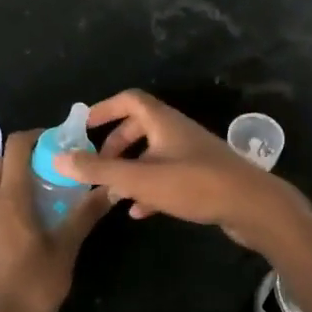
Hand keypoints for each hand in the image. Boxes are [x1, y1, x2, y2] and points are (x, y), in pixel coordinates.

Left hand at [0, 131, 106, 311]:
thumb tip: (114, 187)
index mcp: (10, 197)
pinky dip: (18, 194)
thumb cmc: (33, 285)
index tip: (65, 141)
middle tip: (65, 163)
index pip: (16, 144)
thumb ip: (86, 213)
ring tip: (57, 186)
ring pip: (2, 180)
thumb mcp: (66, 248)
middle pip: (7, 159)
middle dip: (34, 153)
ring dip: (26, 174)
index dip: (39, 134)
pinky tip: (42, 212)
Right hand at [59, 90, 311, 311]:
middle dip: (114, 145)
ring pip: (153, 155)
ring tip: (112, 193)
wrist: (253, 207)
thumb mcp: (140, 178)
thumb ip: (99, 169)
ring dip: (130, 170)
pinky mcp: (203, 178)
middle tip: (96, 164)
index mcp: (163, 121)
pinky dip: (150, 189)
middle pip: (140, 127)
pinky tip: (138, 212)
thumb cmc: (194, 184)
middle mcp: (177, 132)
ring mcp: (192, 155)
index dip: (104, 109)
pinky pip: (168, 177)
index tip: (83, 127)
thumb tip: (58, 157)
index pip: (129, 100)